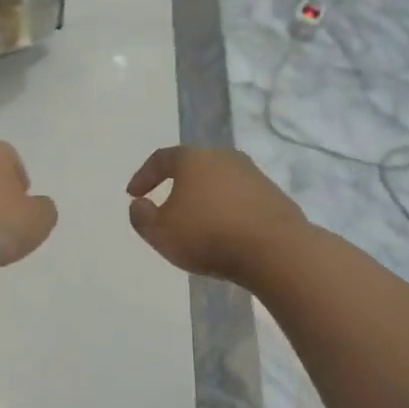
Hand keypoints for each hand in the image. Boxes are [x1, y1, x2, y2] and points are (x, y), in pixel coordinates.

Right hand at [125, 146, 306, 284]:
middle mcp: (224, 157)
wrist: (275, 250)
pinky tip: (225, 231)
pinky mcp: (274, 195)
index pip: (161, 159)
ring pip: (219, 181)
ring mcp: (253, 174)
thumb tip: (140, 204)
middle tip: (166, 204)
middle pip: (194, 166)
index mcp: (193, 159)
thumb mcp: (160, 232)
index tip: (133, 195)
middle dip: (177, 184)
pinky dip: (227, 210)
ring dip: (205, 198)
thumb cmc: (207, 236)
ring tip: (197, 222)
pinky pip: (240, 198)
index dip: (143, 176)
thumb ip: (141, 217)